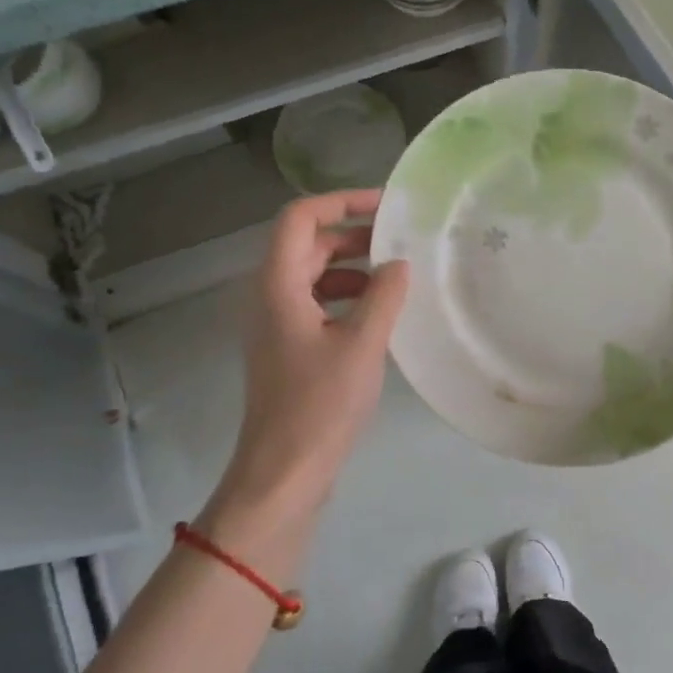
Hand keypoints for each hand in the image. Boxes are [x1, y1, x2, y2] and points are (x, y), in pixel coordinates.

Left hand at [207, 190, 409, 538]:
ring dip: (354, 268)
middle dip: (353, 235)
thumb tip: (399, 263)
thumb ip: (384, 295)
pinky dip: (349, 298)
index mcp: (279, 285)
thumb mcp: (362, 344)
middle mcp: (270, 296)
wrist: (285, 472)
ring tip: (398, 277)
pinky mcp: (289, 349)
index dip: (341, 201)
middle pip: (308, 245)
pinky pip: (318, 305)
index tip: (386, 205)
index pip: (300, 217)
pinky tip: (382, 314)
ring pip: (315, 276)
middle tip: (401, 240)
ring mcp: (278, 324)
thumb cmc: (320, 404)